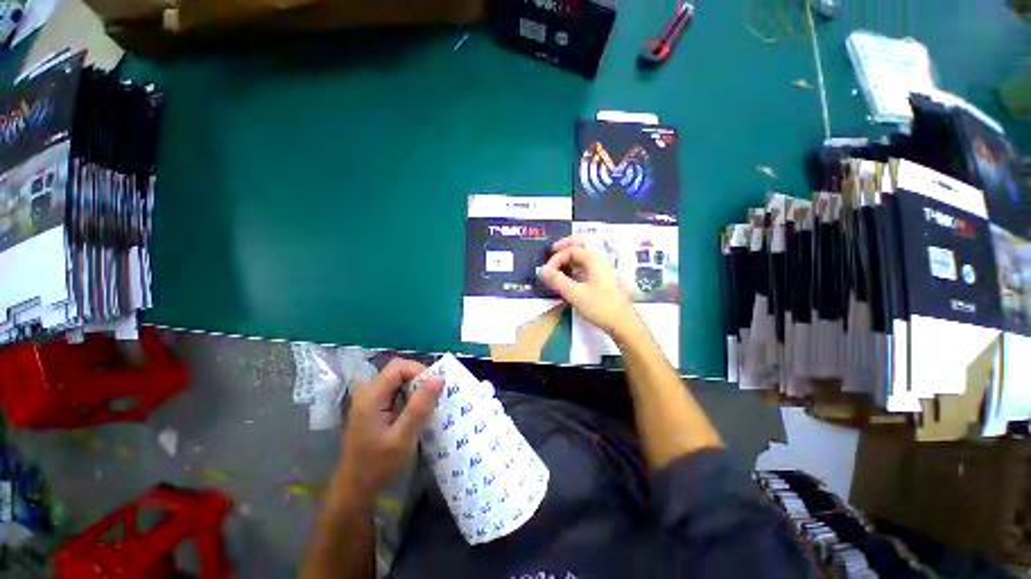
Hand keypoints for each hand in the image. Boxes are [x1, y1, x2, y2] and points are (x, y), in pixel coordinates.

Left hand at [336, 358, 442, 496]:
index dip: (419, 371)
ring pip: (399, 383)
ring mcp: (370, 402)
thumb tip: (439, 377)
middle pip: (398, 372)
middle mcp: (369, 393)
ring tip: (430, 405)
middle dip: (419, 380)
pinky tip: (418, 414)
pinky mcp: (375, 411)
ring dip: (416, 390)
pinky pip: (396, 394)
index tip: (435, 387)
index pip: (398, 367)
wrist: (354, 492)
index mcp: (372, 396)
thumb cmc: (377, 466)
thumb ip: (420, 406)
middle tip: (435, 397)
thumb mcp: (403, 437)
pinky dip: (410, 398)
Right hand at [540, 236, 640, 338]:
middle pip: (582, 246)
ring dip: (570, 258)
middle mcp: (601, 261)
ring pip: (585, 257)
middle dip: (565, 247)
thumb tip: (542, 270)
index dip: (556, 258)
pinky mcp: (605, 281)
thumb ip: (557, 280)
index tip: (547, 271)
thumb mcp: (575, 294)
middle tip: (552, 250)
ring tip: (558, 266)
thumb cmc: (600, 307)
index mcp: (595, 260)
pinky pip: (588, 267)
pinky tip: (570, 277)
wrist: (624, 324)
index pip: (572, 249)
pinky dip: (576, 267)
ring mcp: (604, 271)